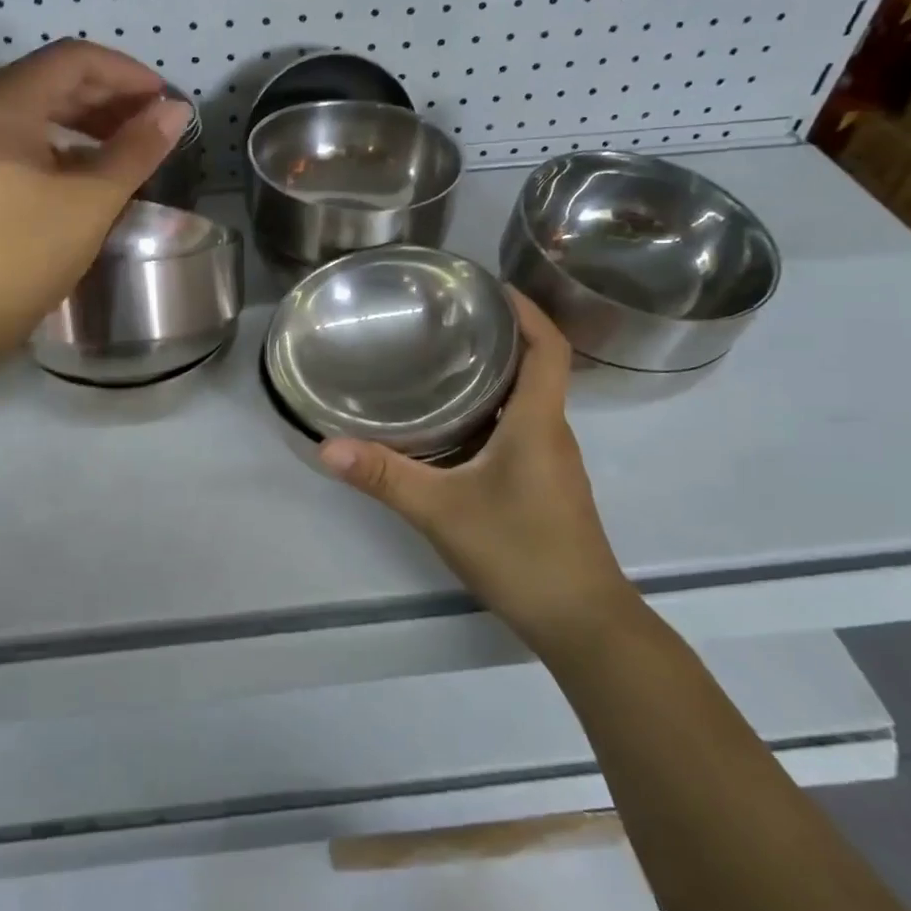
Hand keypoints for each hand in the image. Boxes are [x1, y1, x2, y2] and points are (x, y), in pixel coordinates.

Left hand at [0, 40, 188, 364]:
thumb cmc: (22, 256)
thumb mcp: (90, 201)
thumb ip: (136, 149)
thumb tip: (176, 110)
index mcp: (0, 103)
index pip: (72, 59)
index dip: (126, 72)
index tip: (165, 100)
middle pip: (50, 79)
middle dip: (108, 96)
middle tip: (153, 123)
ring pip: (33, 109)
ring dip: (85, 120)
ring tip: (128, 145)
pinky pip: (16, 137)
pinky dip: (57, 143)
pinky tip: (87, 168)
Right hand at [319, 291, 639, 655]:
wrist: (583, 623)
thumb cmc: (521, 553)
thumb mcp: (442, 511)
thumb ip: (384, 477)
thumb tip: (328, 446)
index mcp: (538, 422)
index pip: (548, 347)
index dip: (527, 310)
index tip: (490, 286)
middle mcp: (552, 432)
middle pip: (537, 366)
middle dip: (501, 335)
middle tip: (447, 318)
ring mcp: (552, 461)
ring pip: (528, 399)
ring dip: (496, 373)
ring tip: (443, 359)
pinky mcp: (546, 484)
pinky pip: (522, 427)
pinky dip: (494, 409)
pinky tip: (455, 424)